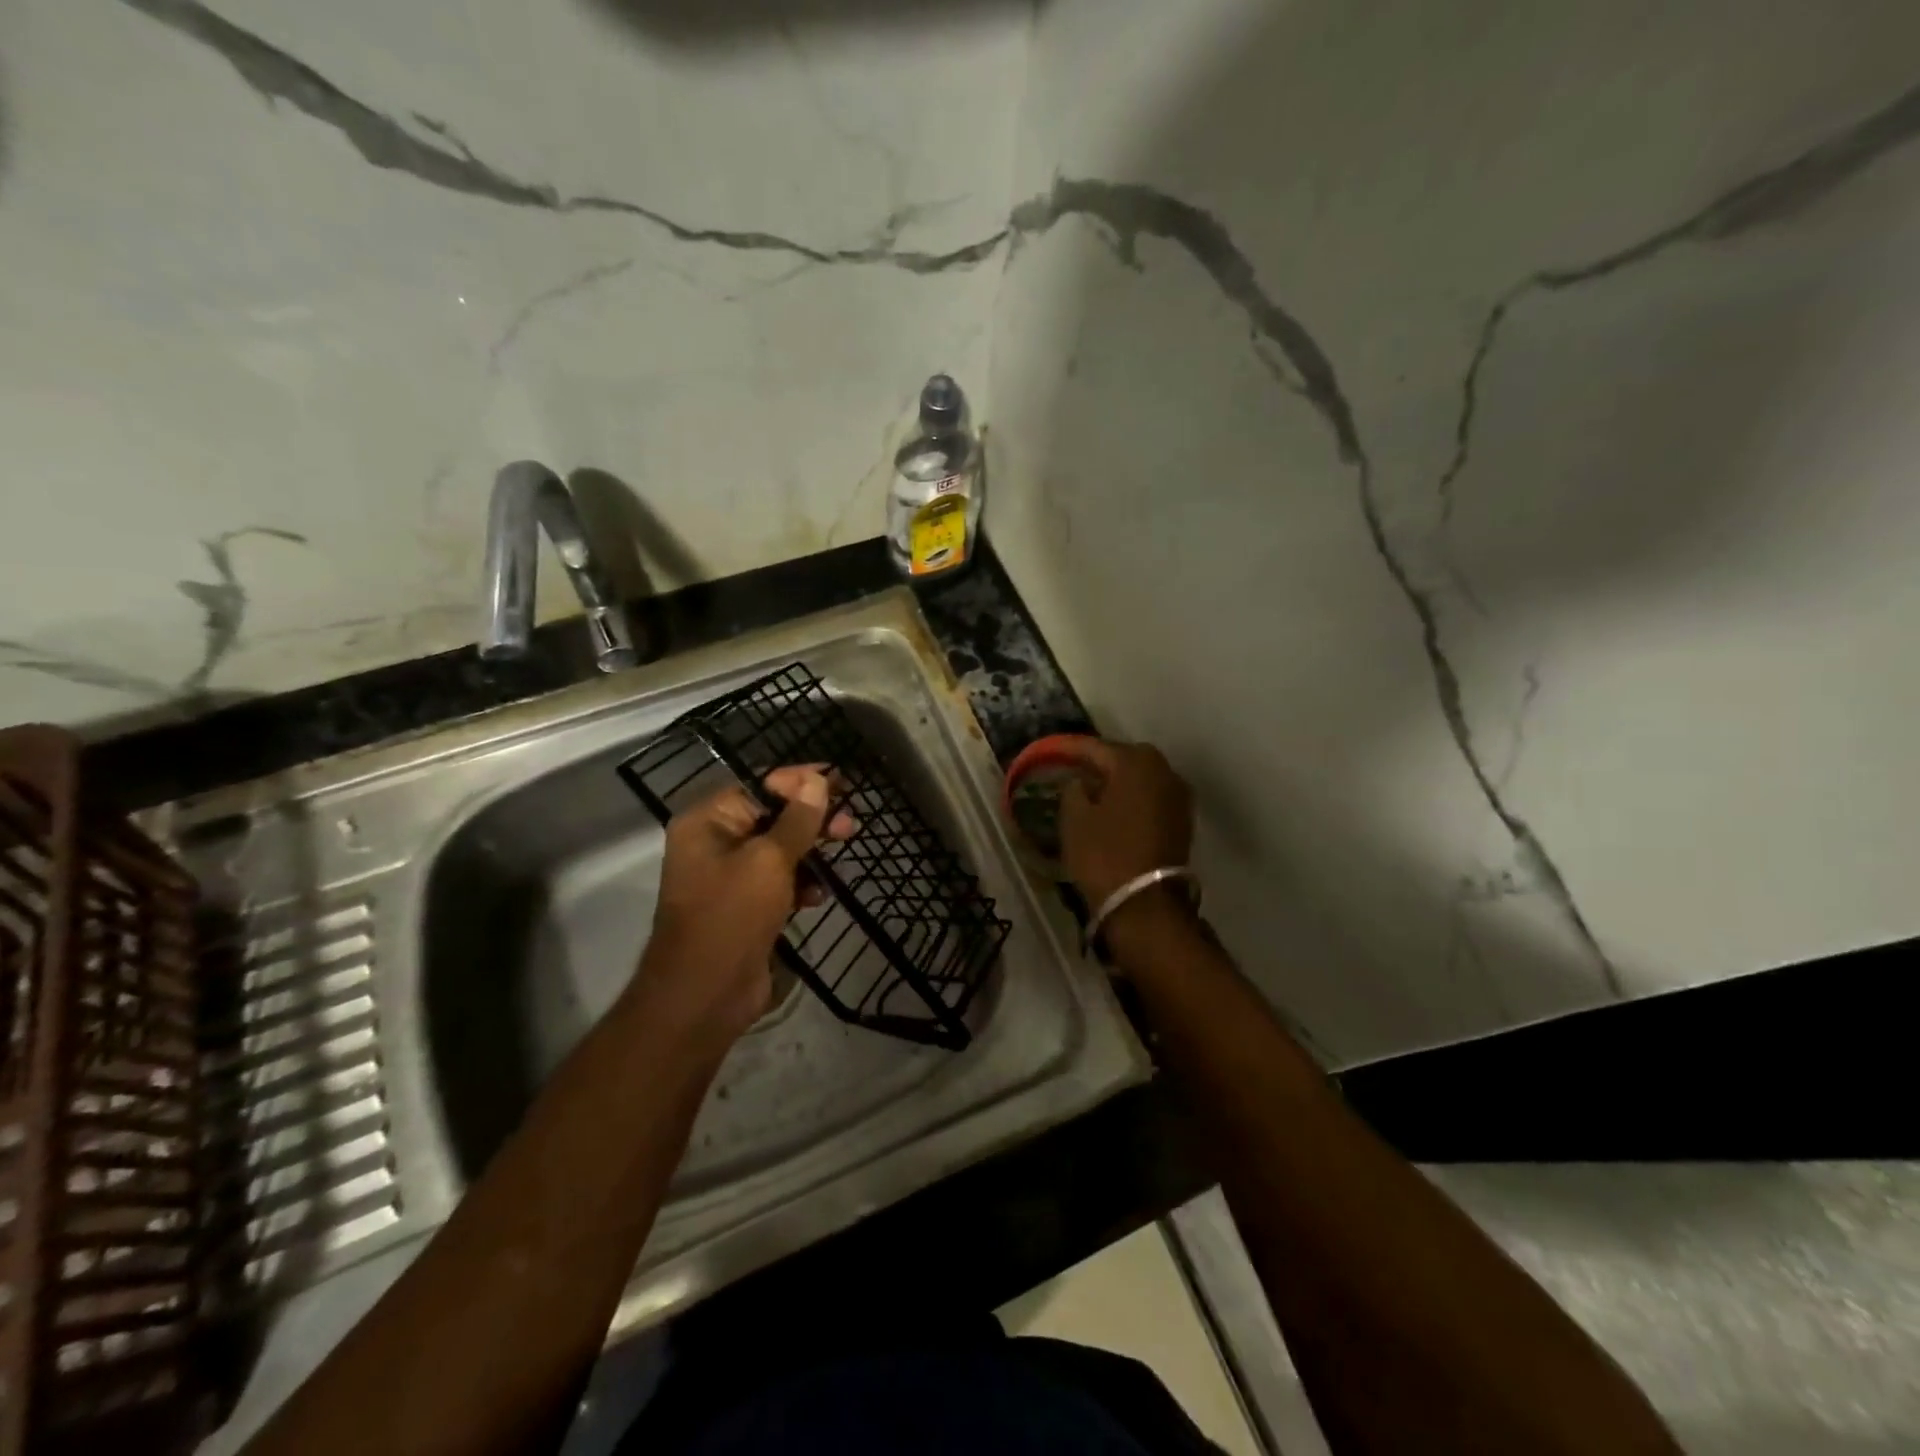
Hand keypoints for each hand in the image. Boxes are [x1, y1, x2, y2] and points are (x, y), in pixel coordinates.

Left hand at [634, 765, 855, 1049]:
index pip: (759, 784)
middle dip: (812, 817)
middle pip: (772, 815)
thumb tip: (817, 780)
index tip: (839, 780)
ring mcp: (730, 877)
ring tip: (842, 849)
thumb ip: (797, 819)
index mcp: (708, 821)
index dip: (800, 781)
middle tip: (849, 821)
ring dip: (811, 850)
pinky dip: (801, 883)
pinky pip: (780, 881)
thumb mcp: (769, 861)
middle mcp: (715, 842)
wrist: (705, 995)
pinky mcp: (747, 906)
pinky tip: (817, 896)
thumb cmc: (731, 915)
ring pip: (780, 849)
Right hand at [1059, 740, 1193, 909]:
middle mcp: (1164, 770)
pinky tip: (1114, 810)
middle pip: (1124, 757)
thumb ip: (1073, 789)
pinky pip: (1151, 797)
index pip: (1095, 747)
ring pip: (1141, 777)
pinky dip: (1133, 798)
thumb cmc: (1104, 855)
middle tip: (1073, 770)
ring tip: (1092, 791)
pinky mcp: (1183, 820)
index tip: (1051, 751)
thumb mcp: (1074, 819)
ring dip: (1119, 781)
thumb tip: (1082, 782)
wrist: (1145, 904)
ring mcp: (1178, 795)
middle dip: (1099, 762)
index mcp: (1135, 762)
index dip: (1070, 749)